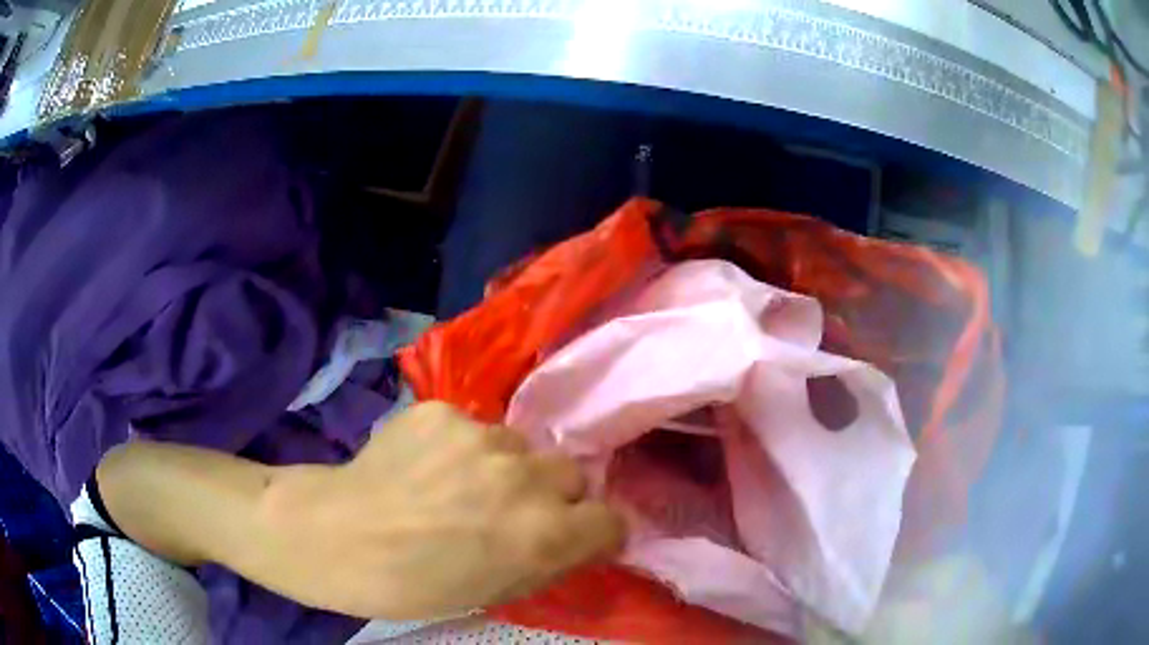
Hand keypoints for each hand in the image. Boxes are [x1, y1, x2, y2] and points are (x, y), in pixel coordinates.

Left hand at [253, 401, 625, 619]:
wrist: (337, 537)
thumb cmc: (416, 585)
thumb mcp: (497, 592)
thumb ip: (550, 561)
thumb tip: (581, 538)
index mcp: (543, 534)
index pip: (612, 520)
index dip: (594, 532)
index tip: (574, 536)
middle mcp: (524, 478)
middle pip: (571, 473)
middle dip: (553, 494)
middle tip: (509, 510)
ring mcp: (481, 436)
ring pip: (521, 446)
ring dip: (506, 466)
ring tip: (459, 485)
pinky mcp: (442, 411)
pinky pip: (474, 427)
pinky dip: (461, 446)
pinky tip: (427, 466)